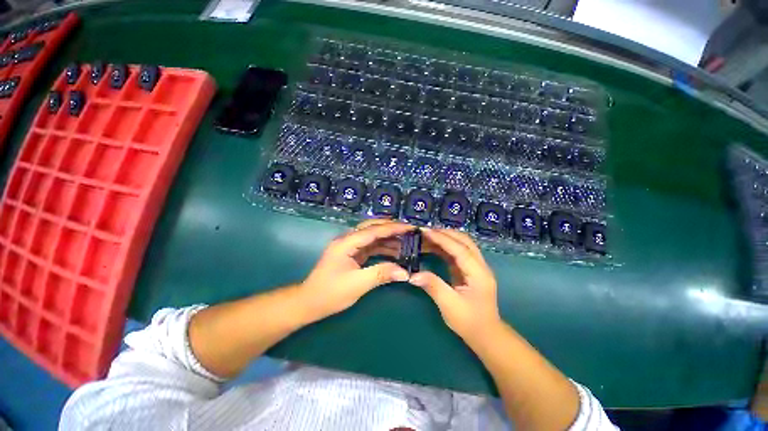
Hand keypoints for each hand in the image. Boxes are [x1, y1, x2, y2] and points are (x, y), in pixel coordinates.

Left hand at [298, 219, 412, 321]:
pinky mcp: (352, 254)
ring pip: (373, 236)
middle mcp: (348, 239)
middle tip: (410, 230)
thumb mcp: (357, 284)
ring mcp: (350, 246)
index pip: (374, 230)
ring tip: (407, 241)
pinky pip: (371, 246)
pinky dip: (384, 248)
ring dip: (389, 238)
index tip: (411, 227)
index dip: (394, 228)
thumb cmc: (330, 293)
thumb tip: (405, 272)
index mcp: (347, 242)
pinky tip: (395, 252)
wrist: (309, 303)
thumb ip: (381, 274)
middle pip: (373, 227)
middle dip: (392, 227)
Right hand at [409, 229, 500, 339]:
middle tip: (425, 231)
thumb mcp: (449, 305)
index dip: (442, 238)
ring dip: (445, 237)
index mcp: (478, 273)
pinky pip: (457, 252)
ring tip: (427, 236)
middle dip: (445, 233)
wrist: (486, 334)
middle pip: (464, 241)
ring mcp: (476, 266)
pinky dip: (445, 247)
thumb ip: (433, 286)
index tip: (425, 231)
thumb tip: (413, 275)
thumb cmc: (469, 322)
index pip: (460, 249)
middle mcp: (480, 265)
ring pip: (462, 244)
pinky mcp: (469, 269)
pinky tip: (433, 246)